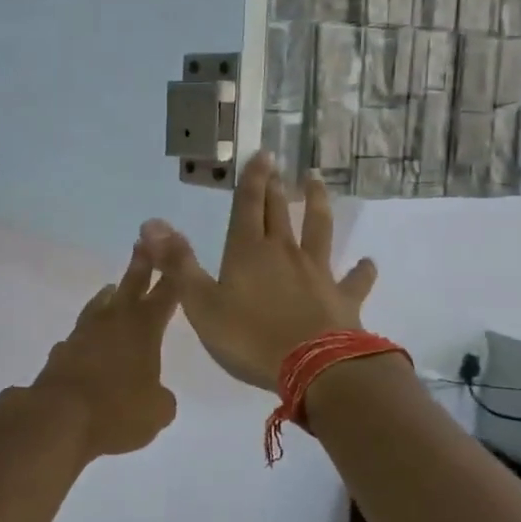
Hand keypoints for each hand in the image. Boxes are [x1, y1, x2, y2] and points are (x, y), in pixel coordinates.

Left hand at [29, 245, 181, 458]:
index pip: (164, 296)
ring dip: (109, 295)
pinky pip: (79, 335)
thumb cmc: (117, 410)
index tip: (177, 252)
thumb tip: (157, 395)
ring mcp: (83, 334)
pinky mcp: (61, 352)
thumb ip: (161, 398)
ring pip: (99, 306)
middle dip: (141, 264)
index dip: (173, 276)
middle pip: (130, 286)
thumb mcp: (156, 412)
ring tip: (112, 287)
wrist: (58, 417)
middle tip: (144, 242)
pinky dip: (87, 334)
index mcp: (143, 329)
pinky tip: (86, 340)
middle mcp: (113, 323)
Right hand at [138, 154, 376, 391]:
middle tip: (279, 164)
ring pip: (318, 230)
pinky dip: (362, 270)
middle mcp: (284, 253)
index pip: (248, 206)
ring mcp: (317, 273)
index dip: (252, 180)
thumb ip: (178, 263)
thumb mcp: (201, 303)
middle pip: (279, 212)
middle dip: (276, 186)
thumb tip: (151, 223)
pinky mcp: (343, 299)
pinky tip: (369, 262)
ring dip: (318, 205)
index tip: (261, 153)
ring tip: (318, 183)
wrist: (314, 368)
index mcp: (248, 252)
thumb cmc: (249, 337)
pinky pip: (355, 280)